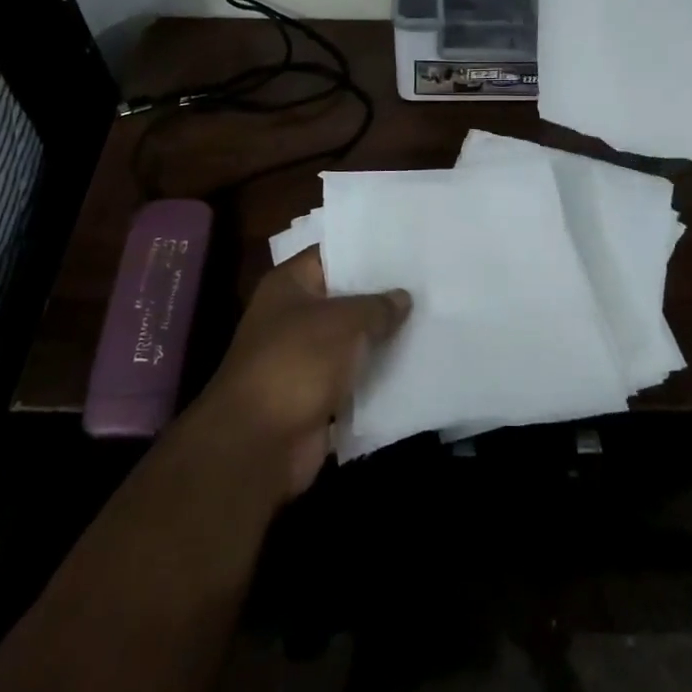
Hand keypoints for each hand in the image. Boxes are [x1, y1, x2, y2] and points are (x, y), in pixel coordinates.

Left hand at [184, 251, 409, 504]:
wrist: (258, 445)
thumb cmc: (296, 363)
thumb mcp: (343, 322)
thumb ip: (377, 306)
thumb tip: (402, 297)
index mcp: (289, 285)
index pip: (332, 253)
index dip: (367, 249)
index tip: (407, 245)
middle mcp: (293, 316)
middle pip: (345, 297)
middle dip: (382, 295)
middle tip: (429, 281)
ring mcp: (304, 358)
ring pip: (352, 340)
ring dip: (383, 337)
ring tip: (432, 319)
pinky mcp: (316, 396)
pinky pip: (354, 377)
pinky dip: (377, 375)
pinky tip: (417, 363)